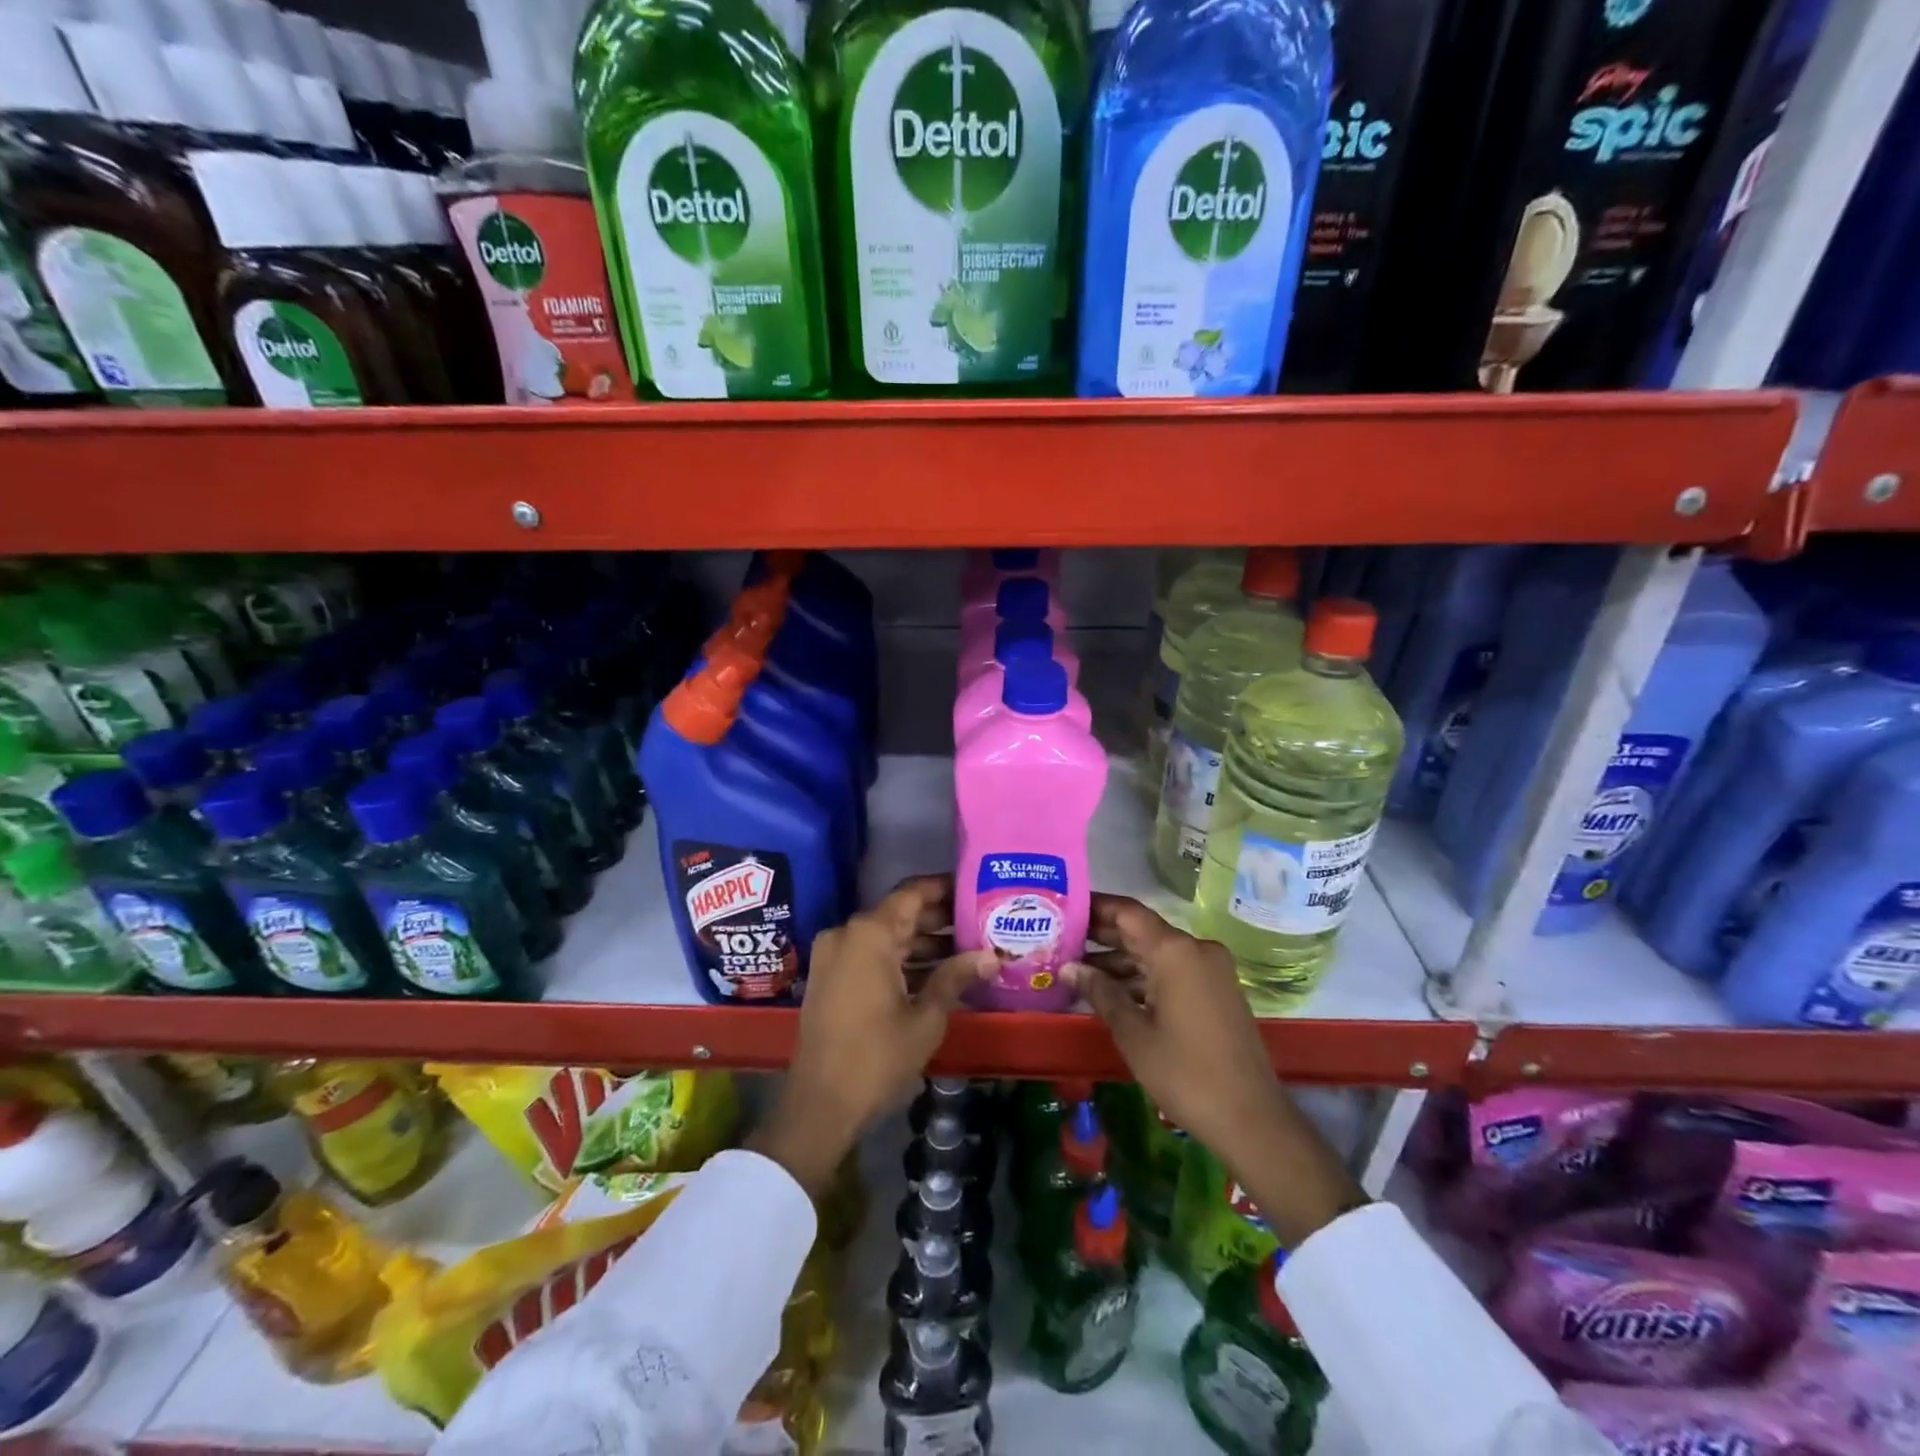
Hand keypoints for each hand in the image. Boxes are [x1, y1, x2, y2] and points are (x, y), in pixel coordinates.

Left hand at [748, 876, 995, 1196]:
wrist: (820, 1105)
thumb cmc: (877, 1057)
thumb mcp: (926, 1017)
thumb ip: (956, 977)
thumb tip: (991, 955)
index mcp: (870, 934)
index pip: (912, 894)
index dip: (944, 888)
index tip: (973, 888)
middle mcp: (847, 934)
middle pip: (899, 914)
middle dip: (938, 919)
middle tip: (979, 924)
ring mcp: (834, 956)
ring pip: (886, 937)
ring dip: (921, 943)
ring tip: (966, 951)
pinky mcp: (830, 978)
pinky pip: (870, 956)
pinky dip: (900, 961)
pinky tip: (935, 975)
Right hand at [1062, 893, 1364, 1245]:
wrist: (1251, 1119)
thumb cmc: (1184, 1073)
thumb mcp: (1132, 1032)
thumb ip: (1099, 992)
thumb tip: (1068, 968)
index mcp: (1175, 951)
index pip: (1127, 912)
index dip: (1095, 907)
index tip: (1064, 907)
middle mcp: (1195, 950)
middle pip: (1141, 930)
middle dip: (1102, 934)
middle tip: (1060, 938)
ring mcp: (1210, 970)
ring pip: (1156, 953)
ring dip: (1119, 960)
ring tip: (1076, 969)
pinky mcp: (1216, 991)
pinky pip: (1172, 971)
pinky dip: (1142, 977)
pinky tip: (1110, 990)